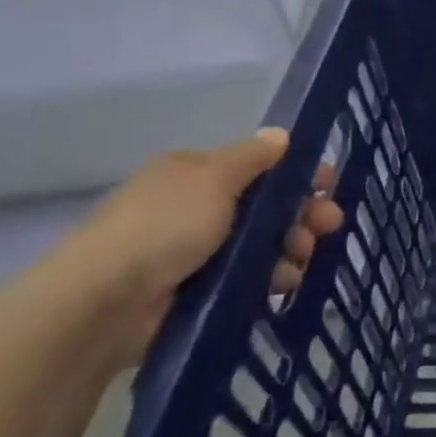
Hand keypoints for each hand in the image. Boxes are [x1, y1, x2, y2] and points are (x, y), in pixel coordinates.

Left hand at [61, 128, 343, 367]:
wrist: (106, 302)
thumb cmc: (163, 226)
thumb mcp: (213, 177)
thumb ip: (252, 157)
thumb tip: (280, 135)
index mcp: (196, 176)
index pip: (259, 168)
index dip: (297, 174)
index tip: (328, 186)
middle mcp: (198, 210)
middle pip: (268, 207)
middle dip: (303, 214)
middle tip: (329, 225)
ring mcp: (199, 253)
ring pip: (265, 244)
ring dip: (293, 248)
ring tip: (300, 260)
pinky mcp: (202, 291)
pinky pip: (251, 279)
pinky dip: (272, 278)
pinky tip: (283, 283)